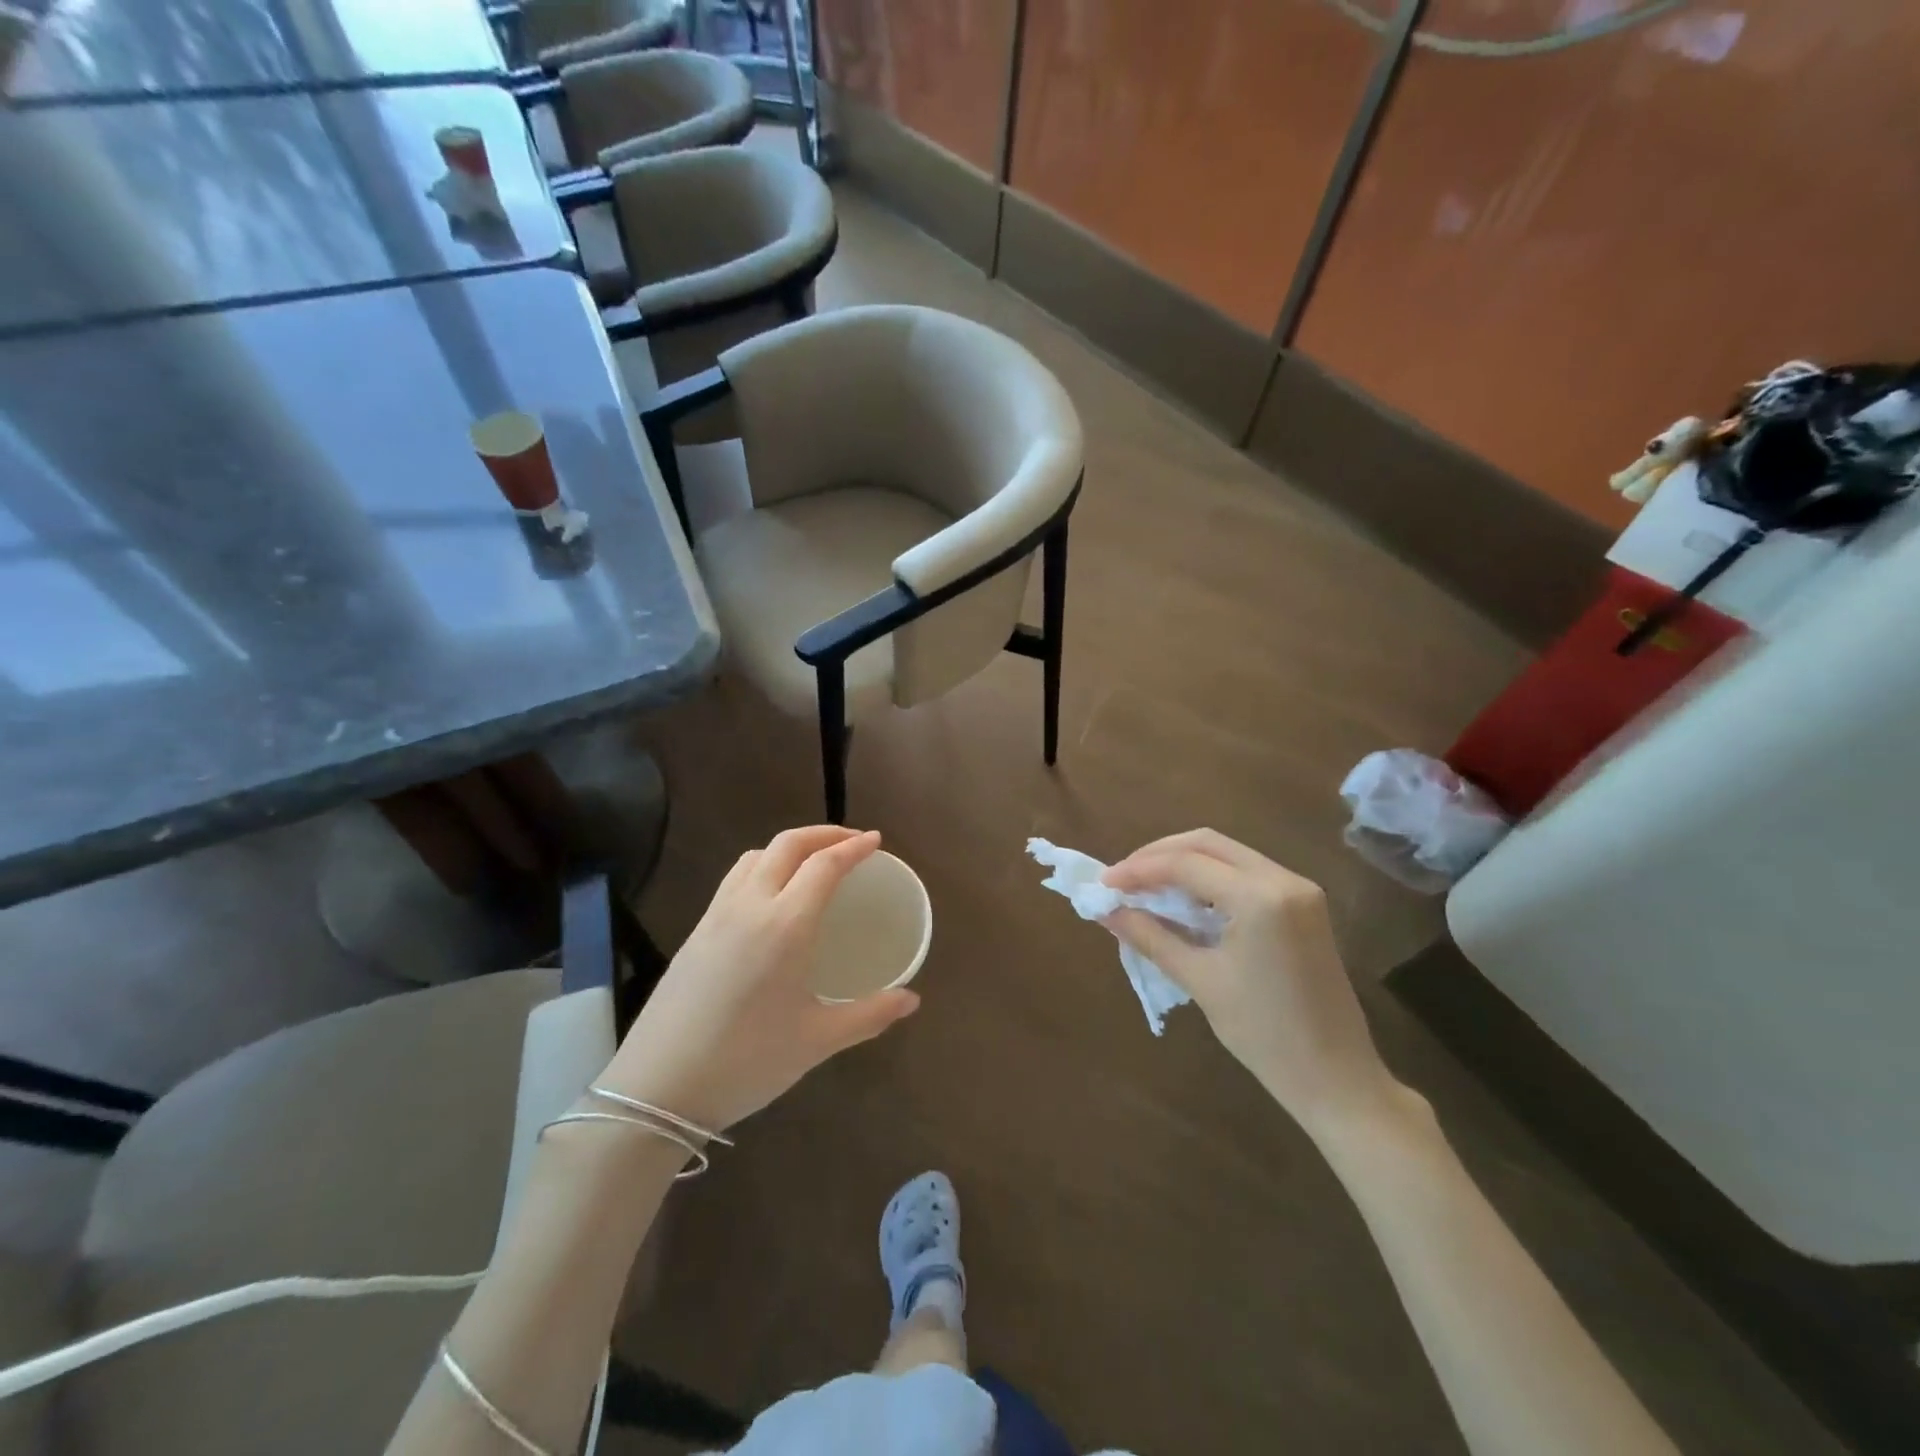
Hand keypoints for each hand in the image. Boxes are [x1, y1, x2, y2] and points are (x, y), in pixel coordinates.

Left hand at [598, 827, 918, 1131]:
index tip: (876, 841)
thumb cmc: (747, 1061)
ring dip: (790, 846)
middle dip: (824, 834)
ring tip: (813, 863)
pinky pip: (735, 878)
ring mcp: (717, 915)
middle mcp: (750, 905)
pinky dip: (763, 866)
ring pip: (756, 856)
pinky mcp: (696, 931)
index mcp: (785, 924)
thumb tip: (911, 1000)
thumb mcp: (817, 1041)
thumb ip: (870, 1014)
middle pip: (788, 844)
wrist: (657, 1089)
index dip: (854, 847)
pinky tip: (772, 897)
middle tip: (852, 842)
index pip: (825, 864)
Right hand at [1102, 829, 1398, 1136]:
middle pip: (1207, 843)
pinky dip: (1209, 877)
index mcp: (1260, 897)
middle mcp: (1283, 879)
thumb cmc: (1264, 1034)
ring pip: (1227, 853)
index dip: (1139, 869)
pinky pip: (1246, 872)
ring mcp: (1298, 889)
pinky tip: (1184, 898)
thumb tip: (1107, 911)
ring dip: (1183, 862)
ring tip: (1145, 886)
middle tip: (1123, 878)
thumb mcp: (1200, 981)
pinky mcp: (1302, 903)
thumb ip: (1150, 936)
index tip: (1103, 883)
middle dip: (1159, 855)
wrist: (1337, 1078)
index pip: (1186, 863)